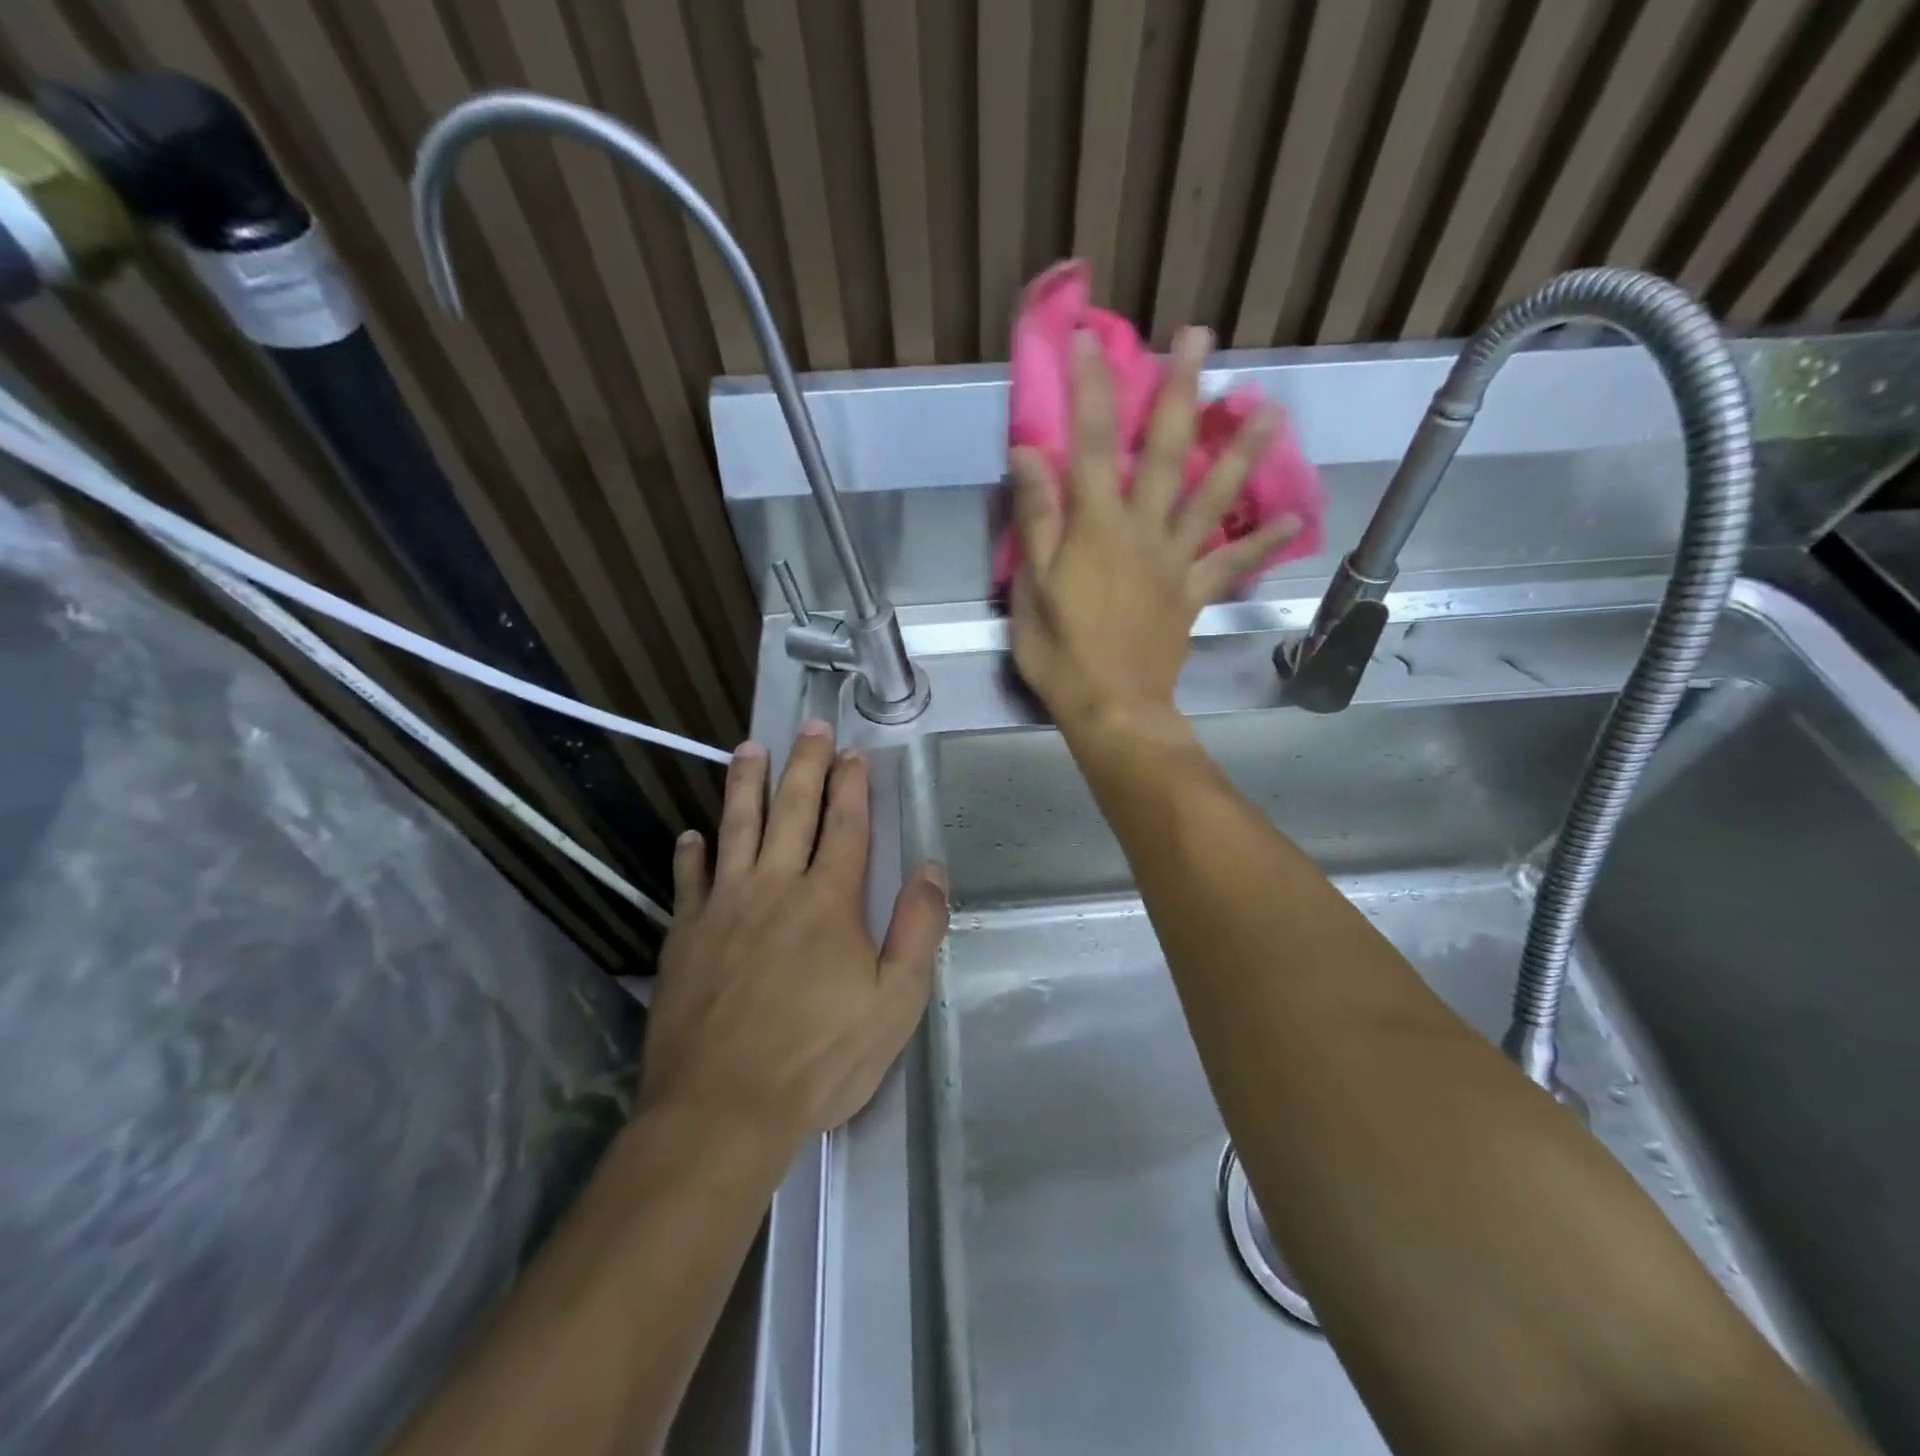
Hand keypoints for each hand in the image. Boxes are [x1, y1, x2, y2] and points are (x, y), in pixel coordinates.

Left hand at [642, 724, 948, 1148]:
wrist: (722, 1110)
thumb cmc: (819, 1059)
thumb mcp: (895, 1003)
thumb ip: (917, 929)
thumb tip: (931, 868)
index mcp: (828, 901)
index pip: (846, 826)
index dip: (852, 785)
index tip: (853, 752)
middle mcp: (775, 888)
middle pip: (792, 810)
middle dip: (804, 765)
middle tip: (810, 726)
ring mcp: (723, 908)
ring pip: (736, 829)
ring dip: (743, 786)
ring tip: (747, 750)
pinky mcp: (685, 936)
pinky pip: (688, 882)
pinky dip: (691, 855)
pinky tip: (691, 836)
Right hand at [1008, 325, 1297, 734]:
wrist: (1111, 708)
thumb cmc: (1060, 653)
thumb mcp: (1030, 588)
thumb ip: (1036, 520)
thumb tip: (1029, 454)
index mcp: (1097, 527)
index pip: (1094, 443)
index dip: (1092, 388)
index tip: (1090, 339)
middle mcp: (1143, 530)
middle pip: (1167, 452)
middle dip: (1180, 391)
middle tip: (1198, 337)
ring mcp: (1175, 561)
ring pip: (1214, 497)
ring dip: (1242, 451)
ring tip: (1271, 409)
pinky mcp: (1193, 593)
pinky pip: (1230, 563)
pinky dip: (1261, 542)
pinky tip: (1292, 520)